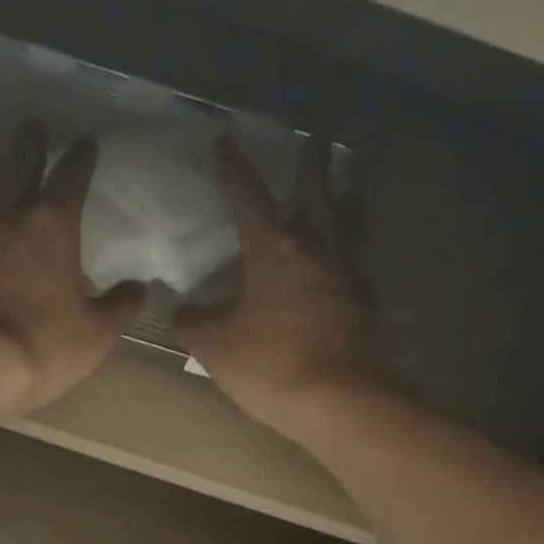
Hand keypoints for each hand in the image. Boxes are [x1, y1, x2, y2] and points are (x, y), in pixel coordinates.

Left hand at [0, 122, 143, 415]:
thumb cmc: (44, 346)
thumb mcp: (96, 334)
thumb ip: (119, 307)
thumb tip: (141, 288)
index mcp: (53, 227)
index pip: (72, 178)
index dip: (81, 158)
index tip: (87, 143)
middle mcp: (7, 218)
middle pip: (18, 168)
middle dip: (30, 146)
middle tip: (33, 125)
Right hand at [177, 138, 377, 437]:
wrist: (340, 402)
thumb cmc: (271, 366)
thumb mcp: (216, 348)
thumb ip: (193, 325)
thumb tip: (182, 312)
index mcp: (274, 252)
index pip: (248, 200)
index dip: (232, 171)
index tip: (222, 143)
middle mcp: (314, 254)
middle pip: (313, 197)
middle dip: (308, 167)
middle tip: (313, 141)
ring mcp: (345, 280)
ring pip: (343, 228)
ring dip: (340, 204)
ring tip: (341, 192)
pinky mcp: (362, 310)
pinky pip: (355, 274)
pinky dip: (348, 264)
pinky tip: (344, 274)